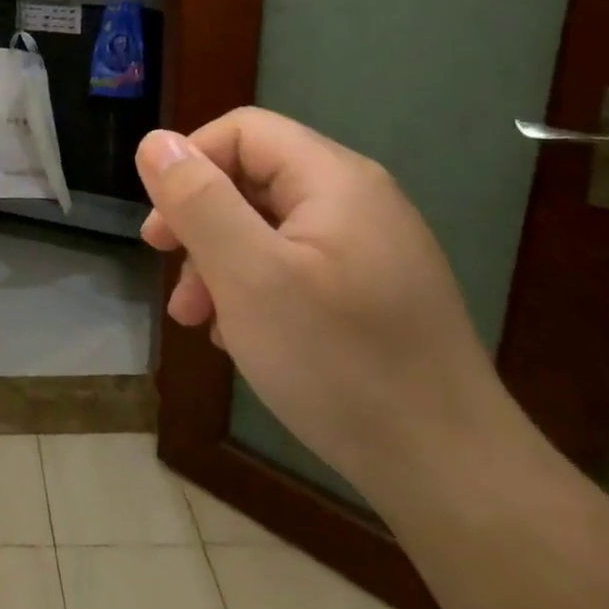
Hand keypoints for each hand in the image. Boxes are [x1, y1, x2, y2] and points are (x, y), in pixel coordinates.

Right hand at [136, 109, 504, 508]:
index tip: (162, 224)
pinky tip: (238, 334)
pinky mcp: (371, 292)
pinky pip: (293, 265)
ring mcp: (368, 249)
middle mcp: (357, 201)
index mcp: (334, 180)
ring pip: (267, 226)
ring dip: (218, 260)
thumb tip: (154, 141)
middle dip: (199, 220)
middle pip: (252, 177)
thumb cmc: (339, 363)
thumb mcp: (249, 276)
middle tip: (166, 267)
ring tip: (195, 317)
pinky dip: (253, 288)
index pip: (242, 131)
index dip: (189, 162)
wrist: (454, 477)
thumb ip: (197, 200)